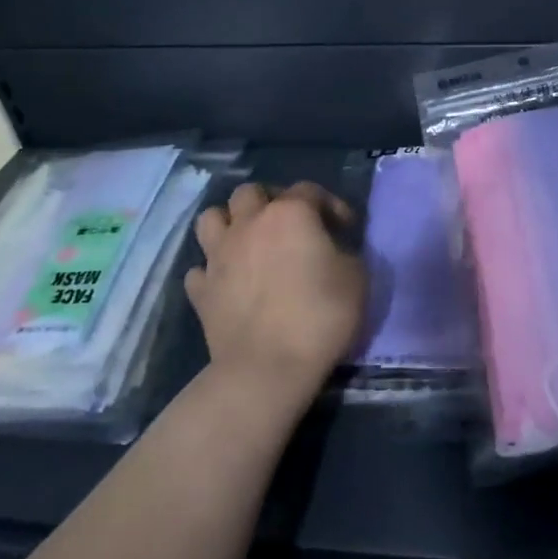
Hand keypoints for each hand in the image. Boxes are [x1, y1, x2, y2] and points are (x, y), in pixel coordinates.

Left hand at [187, 181, 366, 405]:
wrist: (268, 367)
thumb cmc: (320, 315)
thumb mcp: (357, 277)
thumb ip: (343, 251)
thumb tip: (331, 249)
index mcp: (290, 213)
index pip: (310, 190)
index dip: (330, 205)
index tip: (345, 228)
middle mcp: (249, 224)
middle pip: (250, 192)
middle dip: (269, 201)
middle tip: (287, 226)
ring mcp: (218, 255)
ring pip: (211, 218)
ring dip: (229, 224)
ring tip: (248, 243)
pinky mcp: (200, 290)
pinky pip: (200, 268)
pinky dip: (213, 271)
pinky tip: (228, 283)